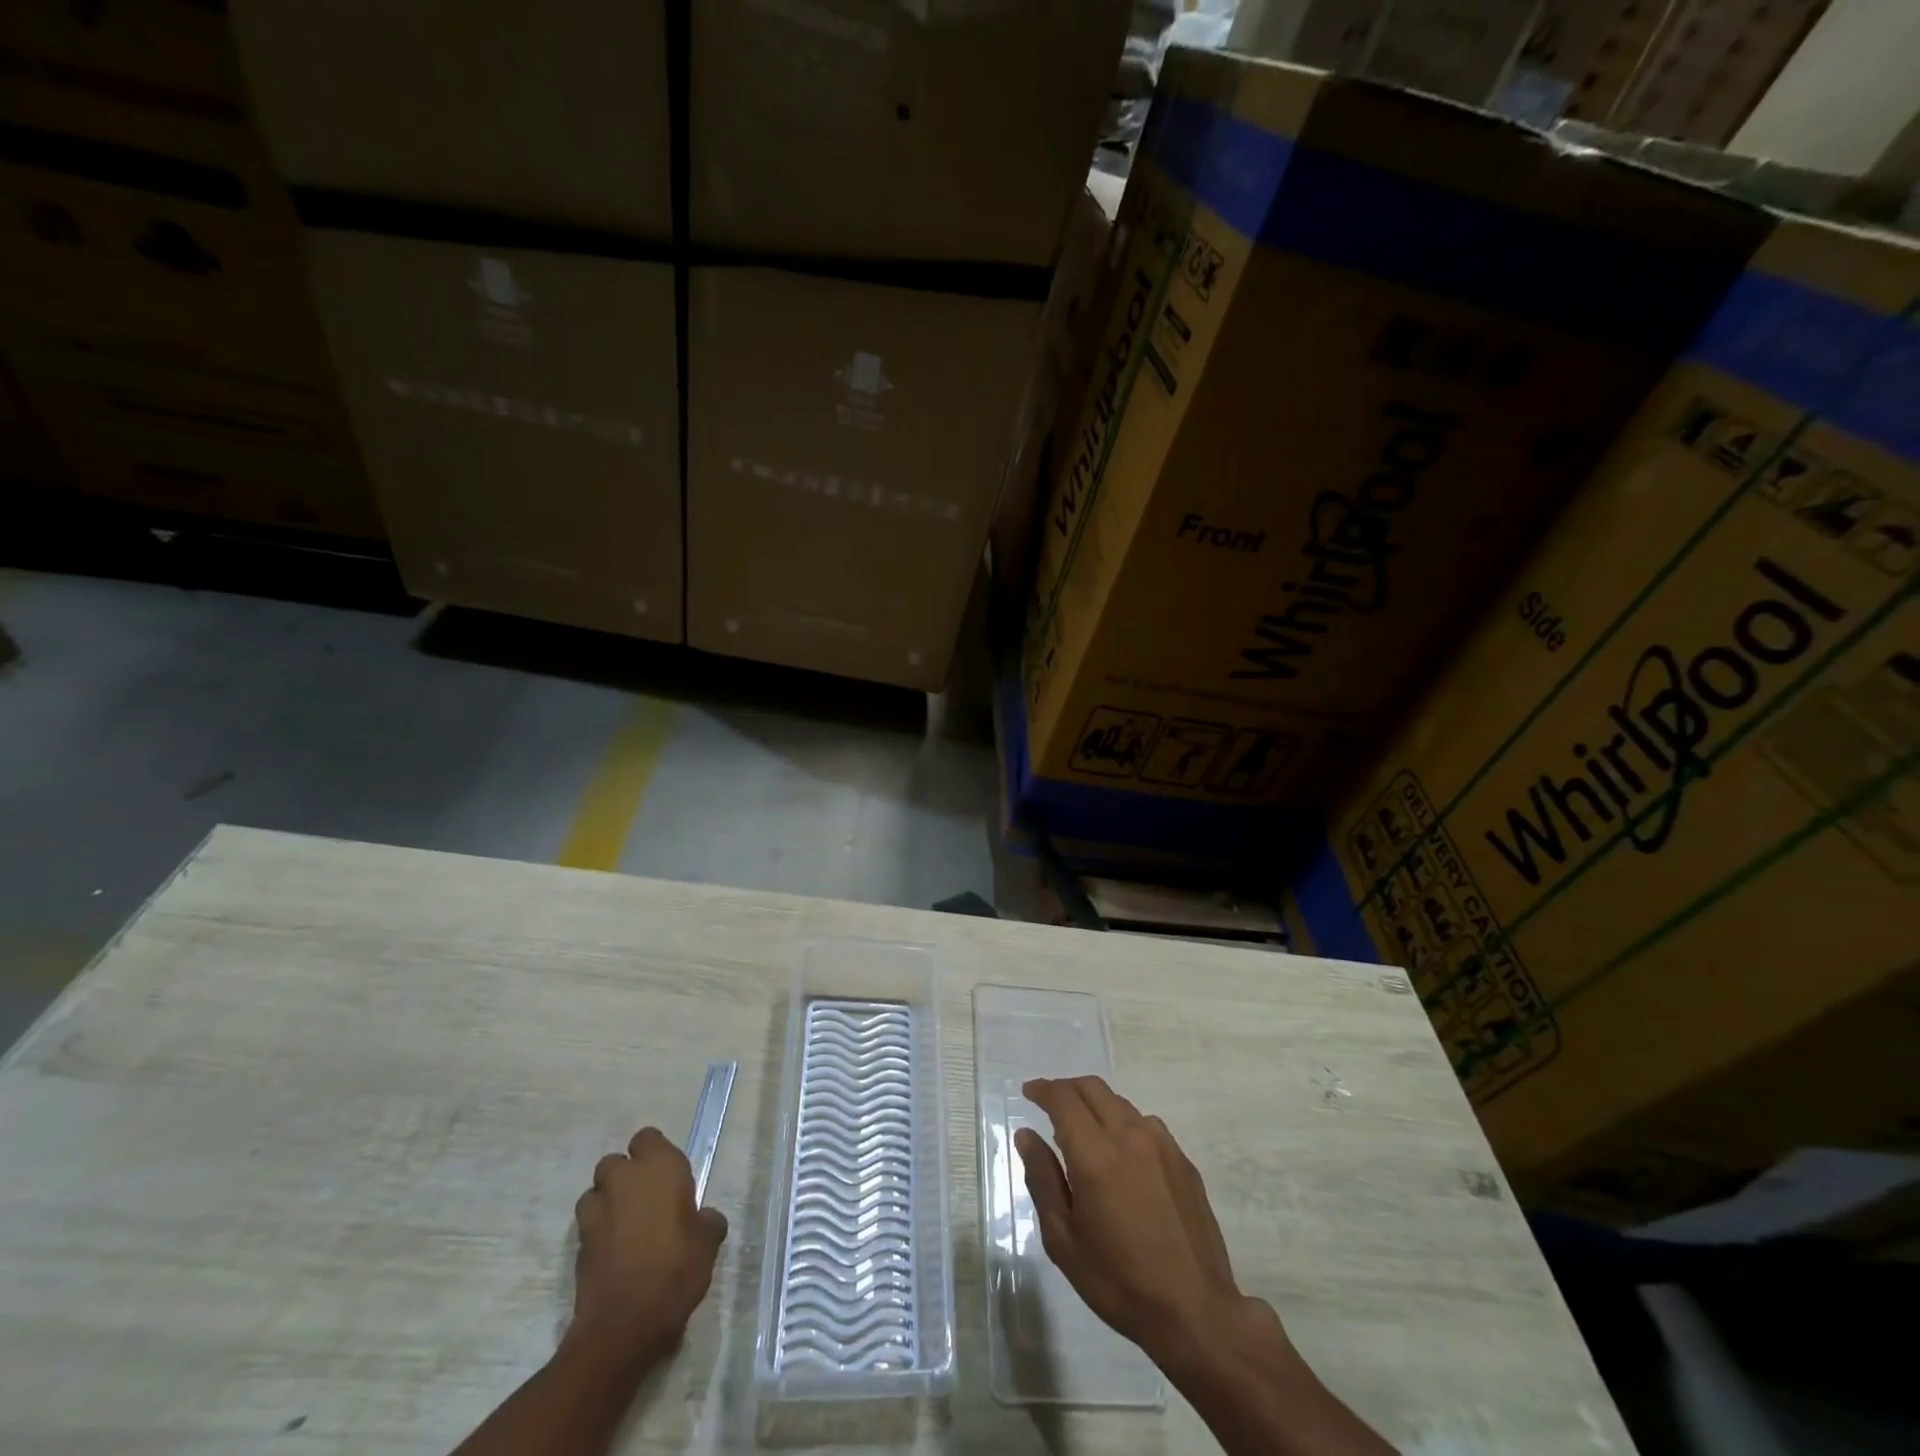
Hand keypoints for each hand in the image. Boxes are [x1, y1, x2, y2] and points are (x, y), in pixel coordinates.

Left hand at [569, 1127, 727, 1367]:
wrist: (626, 1322)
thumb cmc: (677, 1268)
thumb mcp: (708, 1241)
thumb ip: (705, 1220)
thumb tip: (703, 1218)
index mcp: (660, 1166)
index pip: (647, 1138)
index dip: (654, 1154)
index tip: (667, 1178)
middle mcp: (624, 1179)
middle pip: (615, 1163)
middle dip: (625, 1177)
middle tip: (646, 1201)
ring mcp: (596, 1211)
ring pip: (596, 1192)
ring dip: (607, 1202)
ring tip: (625, 1227)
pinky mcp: (577, 1244)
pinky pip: (588, 1226)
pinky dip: (597, 1233)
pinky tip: (614, 1253)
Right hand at [1015, 1076, 1278, 1366]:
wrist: (1196, 1312)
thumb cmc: (1119, 1282)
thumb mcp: (1064, 1240)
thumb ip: (1042, 1180)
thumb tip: (1027, 1135)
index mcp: (1095, 1155)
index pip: (1063, 1099)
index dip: (1042, 1089)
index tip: (1028, 1092)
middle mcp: (1129, 1136)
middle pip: (1093, 1088)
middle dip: (1067, 1089)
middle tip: (1050, 1105)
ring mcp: (1161, 1145)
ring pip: (1120, 1104)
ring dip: (1096, 1106)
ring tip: (1084, 1132)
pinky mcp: (1183, 1160)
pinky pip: (1146, 1124)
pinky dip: (1123, 1124)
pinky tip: (1121, 1155)